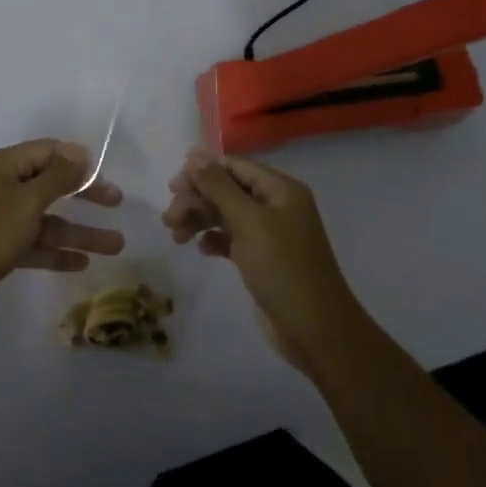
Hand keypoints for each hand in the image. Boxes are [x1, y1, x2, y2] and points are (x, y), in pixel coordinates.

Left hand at [0, 140, 124, 322]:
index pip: (48, 152)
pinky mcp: (0, 249)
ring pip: (47, 220)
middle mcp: (3, 187)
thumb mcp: (27, 202)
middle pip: (51, 185)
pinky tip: (83, 263)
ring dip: (79, 231)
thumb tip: (79, 151)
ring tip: (116, 245)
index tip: (105, 173)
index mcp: (4, 166)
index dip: (77, 160)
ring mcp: (1, 220)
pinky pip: (35, 244)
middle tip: (117, 203)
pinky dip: (57, 252)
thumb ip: (57, 177)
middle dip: (85, 195)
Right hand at [162, 148, 361, 366]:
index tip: (173, 186)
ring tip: (175, 235)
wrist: (316, 331)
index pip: (234, 167)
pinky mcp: (262, 258)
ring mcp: (270, 233)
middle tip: (169, 218)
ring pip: (225, 214)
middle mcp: (276, 205)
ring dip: (199, 219)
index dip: (202, 171)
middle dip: (197, 199)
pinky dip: (213, 240)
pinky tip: (201, 249)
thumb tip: (194, 154)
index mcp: (280, 189)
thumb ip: (218, 187)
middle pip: (227, 190)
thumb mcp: (249, 223)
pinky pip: (231, 238)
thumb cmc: (283, 269)